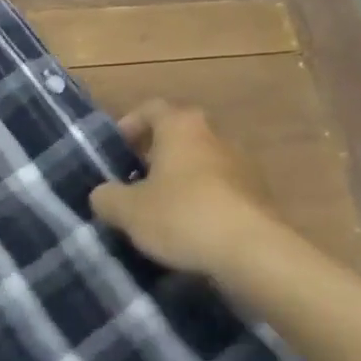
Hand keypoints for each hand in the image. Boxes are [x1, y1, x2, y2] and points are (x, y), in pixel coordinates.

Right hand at [89, 101, 296, 291]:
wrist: (253, 251)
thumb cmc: (183, 215)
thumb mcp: (128, 210)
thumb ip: (106, 198)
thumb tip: (102, 195)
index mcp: (181, 126)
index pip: (150, 109)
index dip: (129, 125)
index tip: (116, 151)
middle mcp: (214, 134)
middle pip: (178, 135)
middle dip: (155, 154)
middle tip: (134, 180)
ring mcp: (242, 163)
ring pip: (201, 162)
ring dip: (181, 178)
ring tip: (161, 208)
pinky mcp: (258, 193)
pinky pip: (221, 188)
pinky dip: (204, 200)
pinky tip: (191, 228)